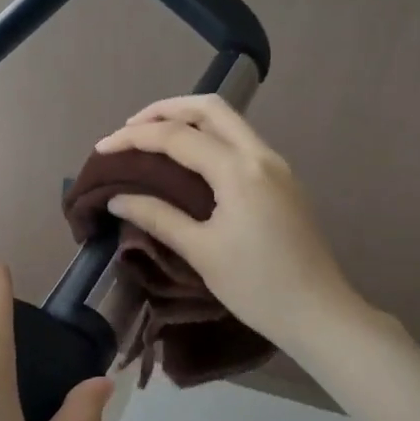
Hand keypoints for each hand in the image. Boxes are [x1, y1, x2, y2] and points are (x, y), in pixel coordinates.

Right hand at [95, 95, 362, 349]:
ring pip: (229, 122)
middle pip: (210, 108)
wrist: (318, 312)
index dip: (134, 138)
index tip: (101, 148)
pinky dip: (209, 138)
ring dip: (189, 120)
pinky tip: (189, 162)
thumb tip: (118, 198)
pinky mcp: (283, 181)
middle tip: (130, 129)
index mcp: (239, 171)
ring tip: (153, 140)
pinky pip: (240, 142)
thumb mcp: (201, 251)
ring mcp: (276, 166)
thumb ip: (158, 217)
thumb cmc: (256, 286)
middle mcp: (261, 155)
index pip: (178, 137)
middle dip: (165, 110)